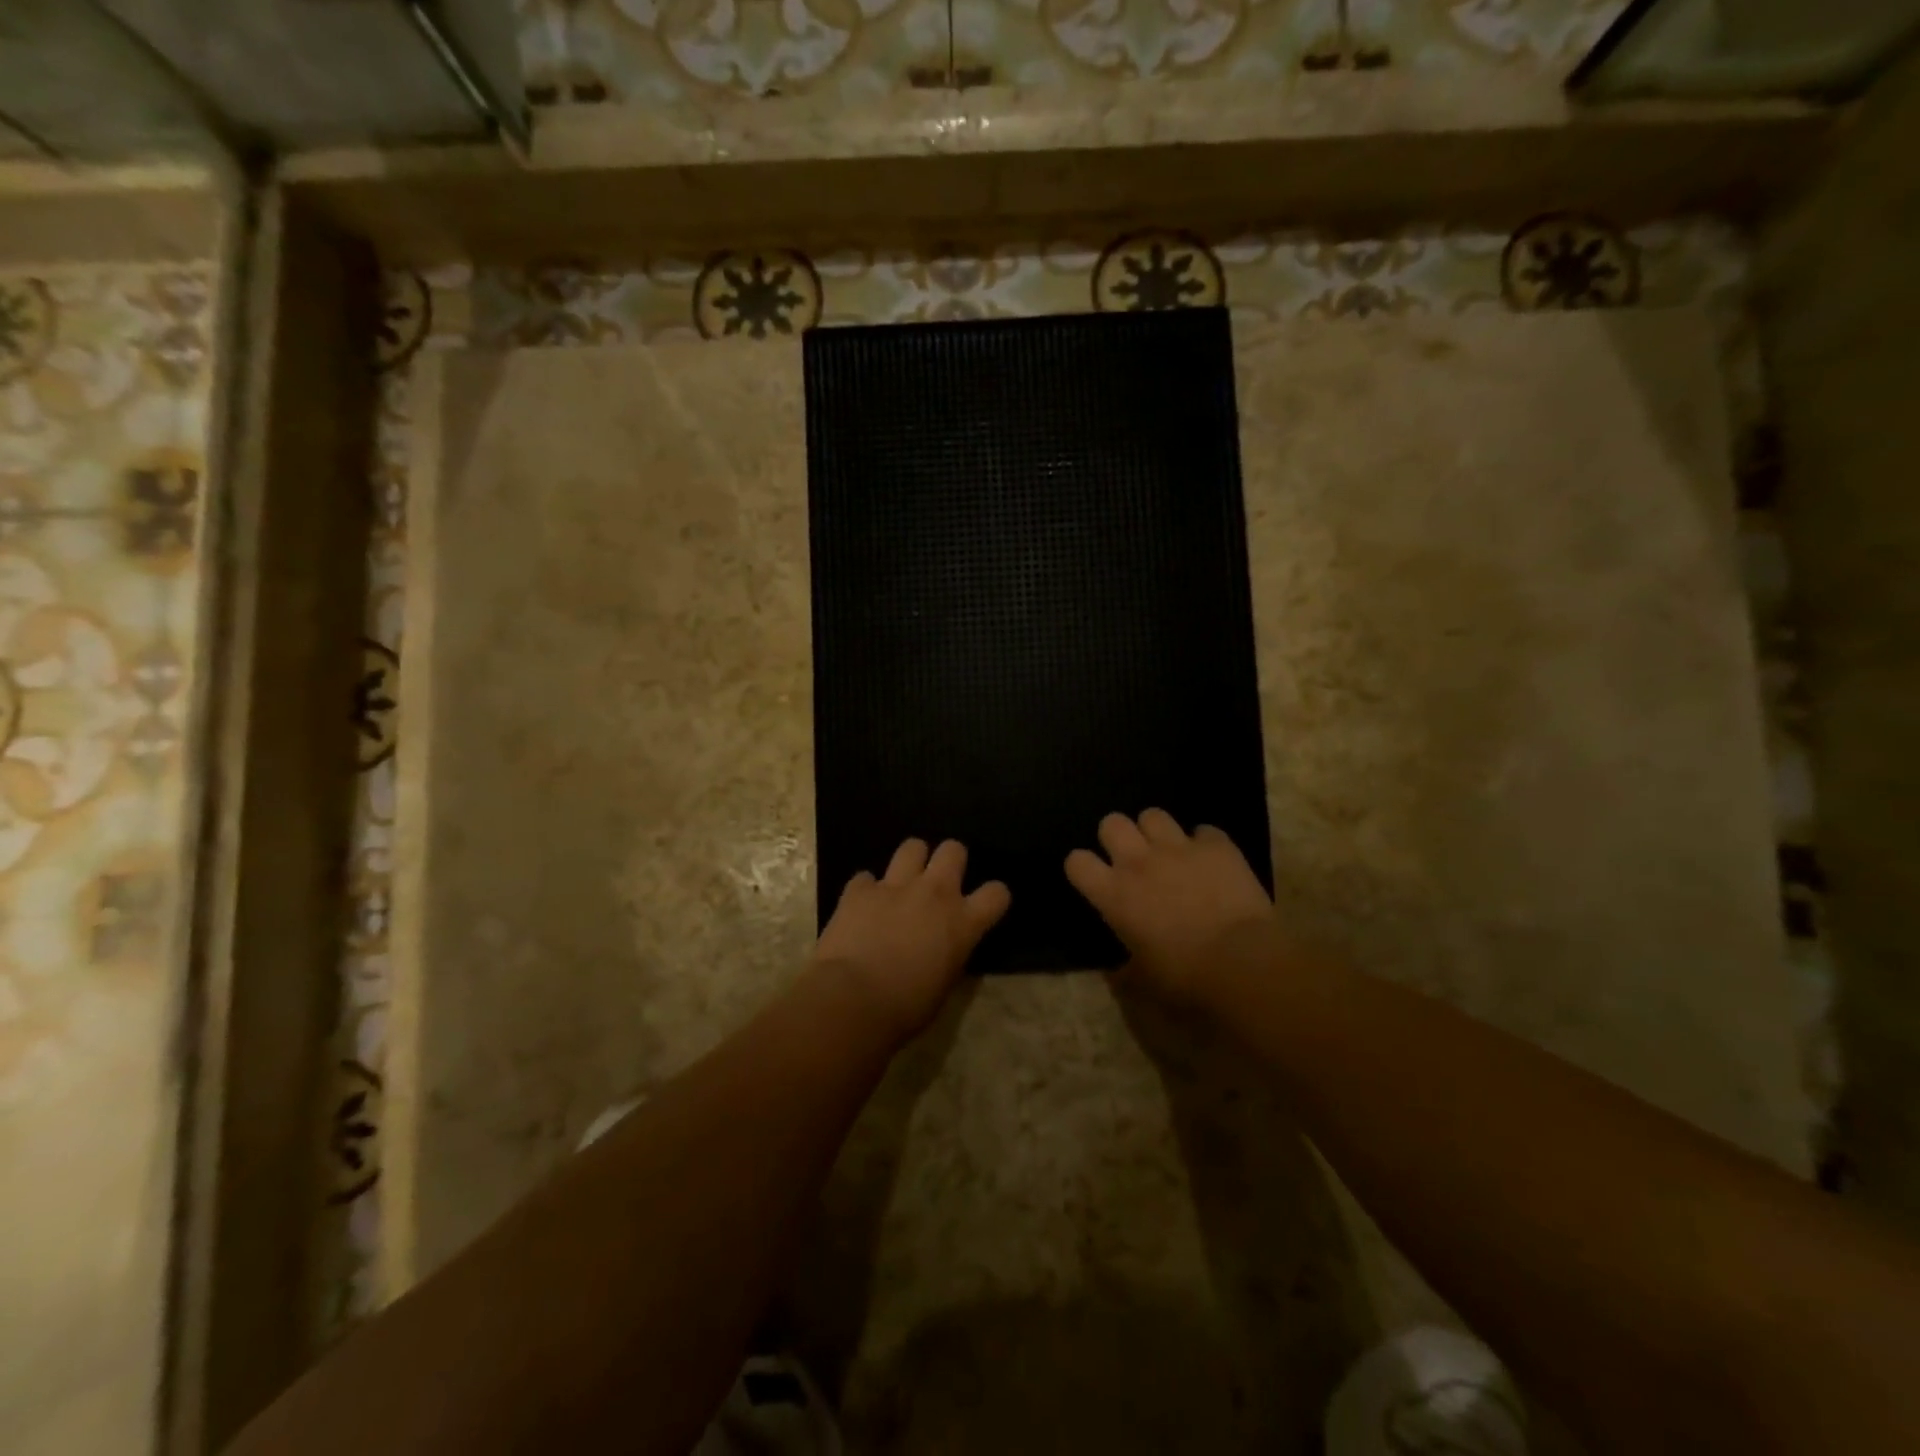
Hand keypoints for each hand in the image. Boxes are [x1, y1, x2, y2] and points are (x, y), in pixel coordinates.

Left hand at [814, 839, 1009, 1042]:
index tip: (984, 907)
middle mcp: (934, 893)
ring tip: (903, 882)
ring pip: (912, 846)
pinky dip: (866, 890)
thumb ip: (948, 955)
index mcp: (962, 922)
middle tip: (939, 883)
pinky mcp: (859, 890)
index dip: (993, 897)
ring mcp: (894, 886)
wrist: (852, 1000)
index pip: (997, 893)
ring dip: (911, 861)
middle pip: (953, 850)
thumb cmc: (905, 1008)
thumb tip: (942, 950)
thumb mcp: (943, 985)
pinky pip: (866, 877)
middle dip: (949, 860)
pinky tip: (862, 907)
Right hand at [1065, 809, 1274, 1003]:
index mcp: (1114, 894)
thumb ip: (1124, 968)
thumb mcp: (1143, 980)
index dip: (1083, 867)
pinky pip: (1204, 831)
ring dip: (1157, 832)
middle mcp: (1139, 862)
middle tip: (1132, 858)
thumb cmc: (1186, 977)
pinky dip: (1205, 844)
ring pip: (1153, 815)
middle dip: (1118, 836)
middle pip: (1112, 823)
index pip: (1076, 861)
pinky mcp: (1217, 846)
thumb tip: (1117, 970)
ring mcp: (1178, 848)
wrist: (1243, 963)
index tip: (1095, 879)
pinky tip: (1212, 861)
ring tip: (1170, 852)